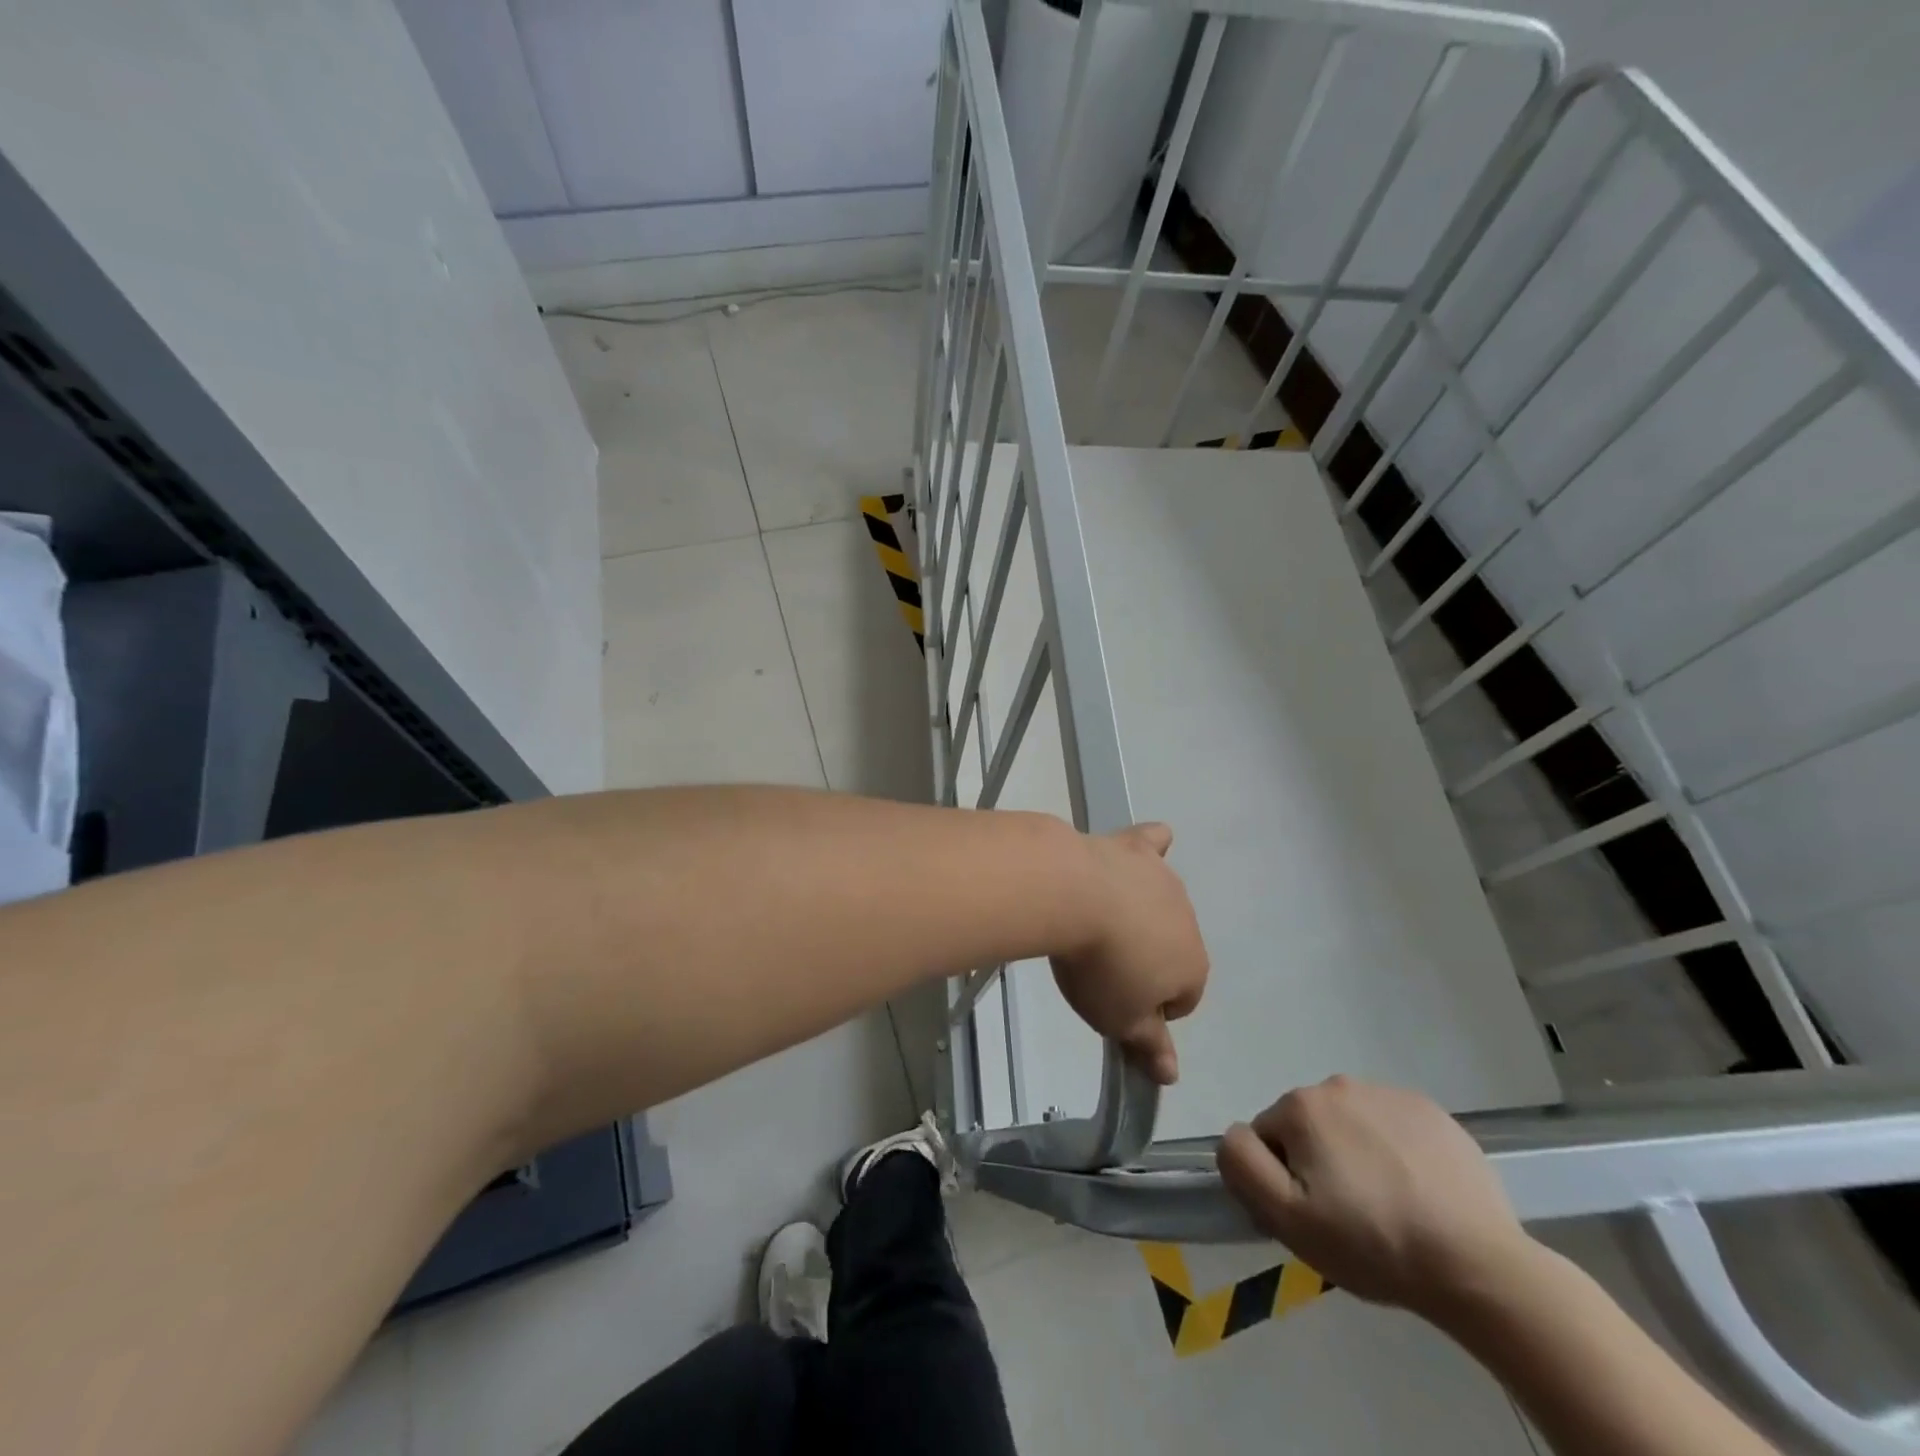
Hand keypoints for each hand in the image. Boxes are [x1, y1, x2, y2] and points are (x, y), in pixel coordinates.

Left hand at [1049, 822, 1206, 1084]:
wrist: (1073, 895)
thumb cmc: (1099, 968)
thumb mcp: (1119, 1020)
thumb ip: (1149, 1045)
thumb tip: (1172, 1075)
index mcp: (1193, 966)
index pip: (1183, 1000)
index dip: (1151, 1008)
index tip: (1117, 1004)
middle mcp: (1188, 920)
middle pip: (1172, 948)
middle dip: (1145, 960)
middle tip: (1101, 966)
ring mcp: (1163, 880)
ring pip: (1160, 903)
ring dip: (1139, 914)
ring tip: (1098, 922)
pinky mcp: (1135, 848)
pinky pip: (1153, 845)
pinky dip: (1150, 848)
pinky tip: (1140, 851)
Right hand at [1217, 1077, 1533, 1318]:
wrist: (1478, 1265)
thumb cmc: (1373, 1243)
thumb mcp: (1287, 1218)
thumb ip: (1242, 1164)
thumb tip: (1234, 1135)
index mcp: (1301, 1106)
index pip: (1268, 1138)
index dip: (1282, 1179)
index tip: (1314, 1216)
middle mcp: (1339, 1084)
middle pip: (1308, 1127)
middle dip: (1318, 1163)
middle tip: (1350, 1217)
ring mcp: (1389, 1093)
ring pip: (1350, 1126)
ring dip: (1355, 1156)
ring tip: (1388, 1208)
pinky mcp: (1432, 1111)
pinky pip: (1391, 1127)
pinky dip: (1394, 1153)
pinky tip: (1418, 1193)